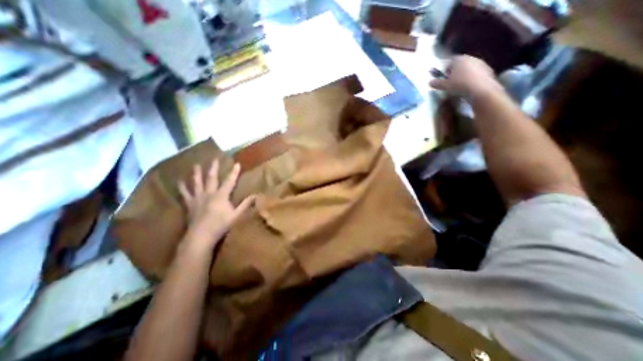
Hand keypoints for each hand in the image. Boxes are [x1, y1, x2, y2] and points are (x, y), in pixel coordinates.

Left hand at [177, 160, 256, 252]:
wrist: (201, 236)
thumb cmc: (221, 225)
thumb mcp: (237, 215)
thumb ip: (246, 204)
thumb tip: (256, 195)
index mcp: (221, 195)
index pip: (229, 181)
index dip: (234, 172)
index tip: (237, 163)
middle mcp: (209, 193)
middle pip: (211, 178)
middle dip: (214, 168)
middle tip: (214, 158)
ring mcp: (198, 198)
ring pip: (197, 183)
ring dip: (197, 173)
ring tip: (196, 165)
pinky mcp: (190, 204)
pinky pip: (185, 193)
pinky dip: (182, 187)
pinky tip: (179, 181)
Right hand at [428, 54, 504, 100]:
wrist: (481, 90)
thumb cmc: (459, 85)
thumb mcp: (444, 86)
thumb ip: (436, 83)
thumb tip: (429, 82)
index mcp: (459, 59)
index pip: (450, 61)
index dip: (446, 69)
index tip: (444, 77)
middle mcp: (471, 58)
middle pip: (460, 64)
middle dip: (455, 72)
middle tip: (451, 82)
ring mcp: (481, 63)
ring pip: (469, 68)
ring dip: (464, 75)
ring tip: (460, 86)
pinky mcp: (488, 70)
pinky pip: (477, 74)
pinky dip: (472, 78)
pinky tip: (469, 87)